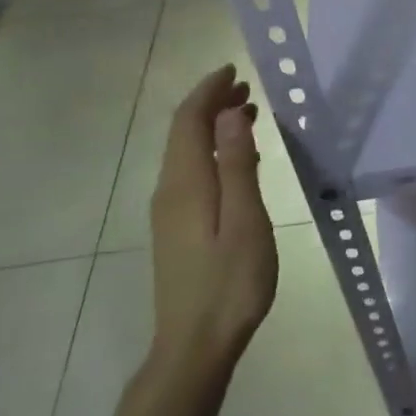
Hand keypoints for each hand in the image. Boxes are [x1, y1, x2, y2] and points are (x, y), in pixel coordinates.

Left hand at [148, 64, 277, 369]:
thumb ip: (238, 165)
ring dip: (211, 126)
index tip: (234, 70)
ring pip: (185, 152)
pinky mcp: (175, 228)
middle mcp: (169, 190)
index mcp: (186, 183)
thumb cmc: (230, 283)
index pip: (189, 121)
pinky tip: (234, 159)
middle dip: (210, 103)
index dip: (208, 91)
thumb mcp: (245, 221)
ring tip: (247, 113)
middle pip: (182, 133)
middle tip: (246, 88)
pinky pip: (189, 171)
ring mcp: (168, 211)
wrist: (194, 345)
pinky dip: (210, 150)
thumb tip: (230, 113)